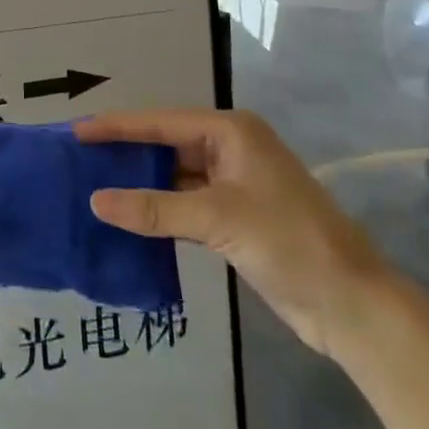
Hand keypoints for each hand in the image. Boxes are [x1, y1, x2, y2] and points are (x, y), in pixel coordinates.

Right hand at [76, 109, 388, 356]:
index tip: (75, 131)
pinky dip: (158, 209)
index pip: (160, 122)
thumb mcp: (218, 219)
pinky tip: (128, 217)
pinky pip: (184, 203)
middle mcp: (230, 148)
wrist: (352, 305)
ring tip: (93, 186)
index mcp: (230, 131)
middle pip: (165, 144)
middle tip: (78, 159)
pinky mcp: (234, 216)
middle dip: (125, 153)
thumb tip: (96, 201)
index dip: (117, 127)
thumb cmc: (289, 242)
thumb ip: (155, 208)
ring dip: (140, 183)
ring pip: (173, 176)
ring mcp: (233, 183)